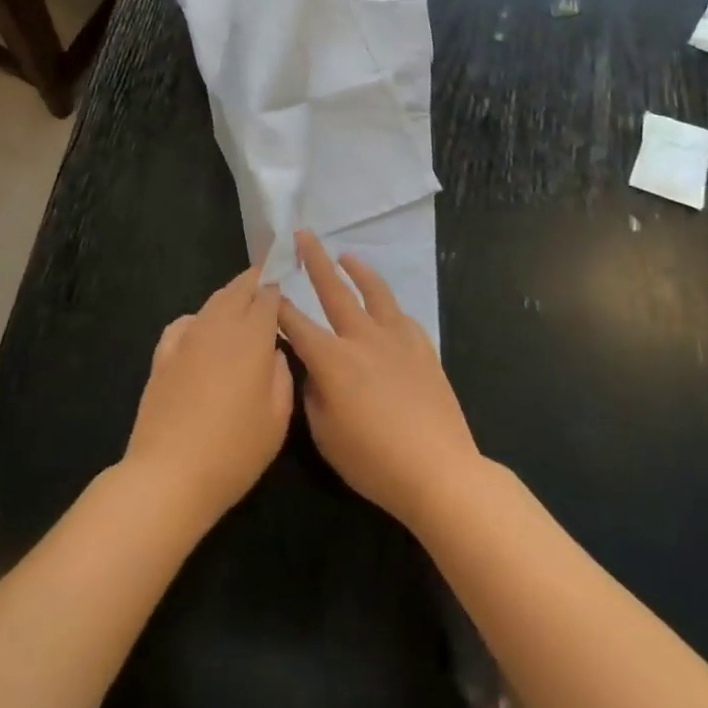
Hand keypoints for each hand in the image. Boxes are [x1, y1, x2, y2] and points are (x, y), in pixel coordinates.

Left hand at [123, 267, 293, 531]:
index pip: (266, 295)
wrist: (169, 473)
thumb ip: (282, 376)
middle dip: (253, 280)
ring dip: (228, 297)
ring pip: (211, 303)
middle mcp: (218, 326)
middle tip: (265, 277)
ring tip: (240, 301)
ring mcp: (186, 337)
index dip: (276, 284)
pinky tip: (201, 331)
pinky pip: (185, 323)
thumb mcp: (277, 420)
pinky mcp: (162, 354)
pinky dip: (199, 318)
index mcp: (251, 337)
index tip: (285, 275)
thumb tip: (274, 353)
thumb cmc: (233, 451)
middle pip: (237, 290)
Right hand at [277, 231, 483, 530]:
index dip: (278, 305)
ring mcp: (396, 340)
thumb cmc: (375, 462)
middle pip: (334, 290)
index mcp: (332, 359)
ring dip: (358, 270)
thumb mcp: (326, 436)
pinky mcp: (423, 350)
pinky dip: (388, 306)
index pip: (296, 323)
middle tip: (304, 235)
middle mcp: (361, 338)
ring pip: (375, 292)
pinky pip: (402, 317)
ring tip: (347, 255)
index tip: (267, 286)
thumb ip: (313, 396)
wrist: (440, 472)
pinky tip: (385, 307)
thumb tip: (315, 373)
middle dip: (316, 260)